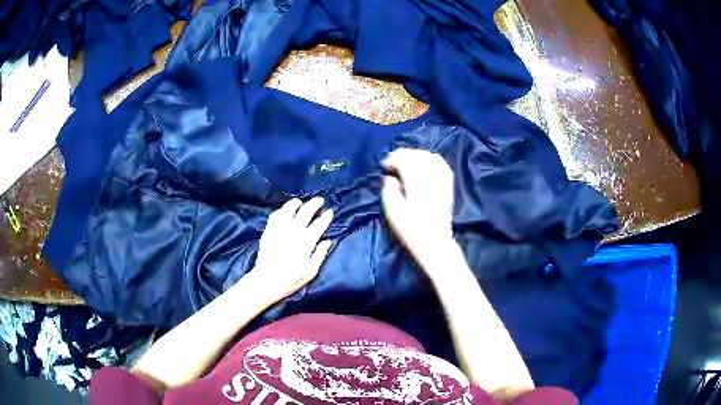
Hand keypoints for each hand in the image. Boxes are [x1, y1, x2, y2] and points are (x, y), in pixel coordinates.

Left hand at [250, 197, 333, 303]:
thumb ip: (320, 254)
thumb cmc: (291, 279)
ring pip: (289, 208)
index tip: (330, 211)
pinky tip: (285, 211)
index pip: (319, 223)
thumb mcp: (311, 272)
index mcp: (306, 241)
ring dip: (297, 203)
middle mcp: (294, 230)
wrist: (266, 281)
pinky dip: (282, 210)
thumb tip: (327, 241)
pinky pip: (276, 214)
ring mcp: (280, 228)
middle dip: (315, 203)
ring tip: (301, 202)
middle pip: (306, 211)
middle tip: (320, 200)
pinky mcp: (269, 230)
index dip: (326, 216)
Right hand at [381, 148, 455, 266]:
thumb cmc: (411, 230)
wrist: (435, 242)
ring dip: (416, 155)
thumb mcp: (393, 214)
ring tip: (407, 162)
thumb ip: (388, 192)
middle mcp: (431, 178)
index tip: (385, 166)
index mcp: (416, 184)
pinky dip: (431, 159)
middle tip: (393, 162)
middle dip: (403, 155)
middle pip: (417, 155)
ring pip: (430, 156)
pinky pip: (442, 164)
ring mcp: (442, 180)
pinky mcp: (448, 185)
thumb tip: (390, 178)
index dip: (393, 159)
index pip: (405, 160)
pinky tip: (424, 163)